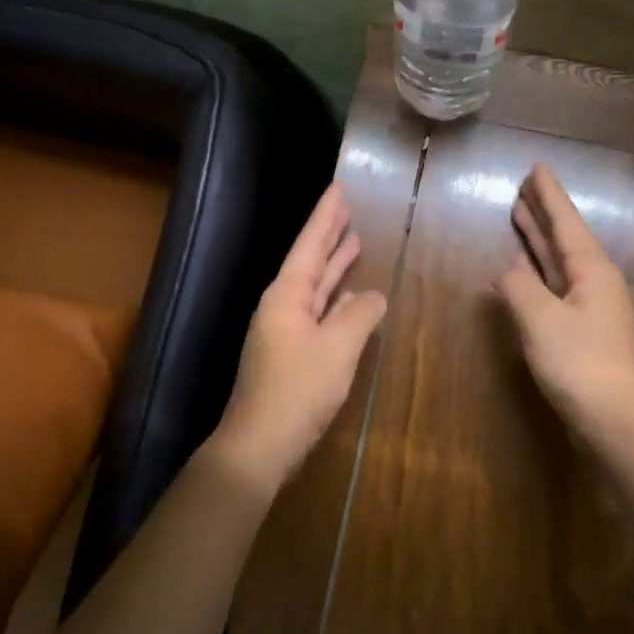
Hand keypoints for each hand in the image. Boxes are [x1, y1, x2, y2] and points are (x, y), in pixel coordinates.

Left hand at [205, 183, 387, 498]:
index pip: (309, 245)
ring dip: (334, 267)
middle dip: (329, 236)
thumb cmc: (298, 389)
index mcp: (286, 296)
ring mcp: (285, 331)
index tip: (338, 189)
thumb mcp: (338, 348)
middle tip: (347, 208)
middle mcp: (282, 306)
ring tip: (354, 242)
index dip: (325, 217)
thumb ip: (360, 315)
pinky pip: (318, 314)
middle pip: (309, 262)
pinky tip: (351, 297)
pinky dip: (335, 302)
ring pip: (314, 288)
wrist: (260, 444)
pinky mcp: (292, 354)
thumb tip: (373, 296)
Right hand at [497, 164, 633, 454]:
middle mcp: (595, 282)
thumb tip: (508, 272)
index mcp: (592, 271)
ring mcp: (591, 307)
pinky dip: (538, 272)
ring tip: (520, 216)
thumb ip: (518, 287)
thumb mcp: (540, 319)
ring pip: (560, 262)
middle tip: (525, 187)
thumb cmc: (579, 363)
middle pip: (565, 238)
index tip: (538, 167)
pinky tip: (524, 270)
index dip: (549, 195)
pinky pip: (556, 285)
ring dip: (539, 240)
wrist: (615, 419)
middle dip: (544, 213)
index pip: (566, 223)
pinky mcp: (583, 330)